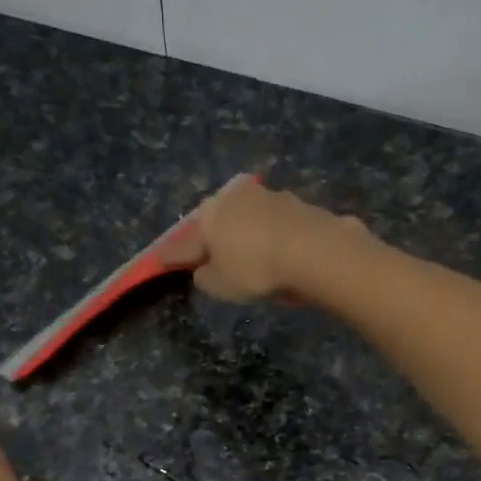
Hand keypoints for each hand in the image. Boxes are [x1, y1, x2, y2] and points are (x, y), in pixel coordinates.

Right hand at [161, 175, 363, 302]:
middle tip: (212, 257)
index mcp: (210, 213)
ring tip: (250, 257)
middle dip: (214, 237)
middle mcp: (237, 196)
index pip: (185, 239)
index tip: (164, 260)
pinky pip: (277, 226)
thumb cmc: (256, 268)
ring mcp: (271, 197)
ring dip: (247, 234)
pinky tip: (279, 254)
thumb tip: (204, 270)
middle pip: (219, 220)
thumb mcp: (220, 284)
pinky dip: (273, 238)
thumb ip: (205, 277)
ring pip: (250, 219)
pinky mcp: (300, 205)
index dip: (174, 254)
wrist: (316, 251)